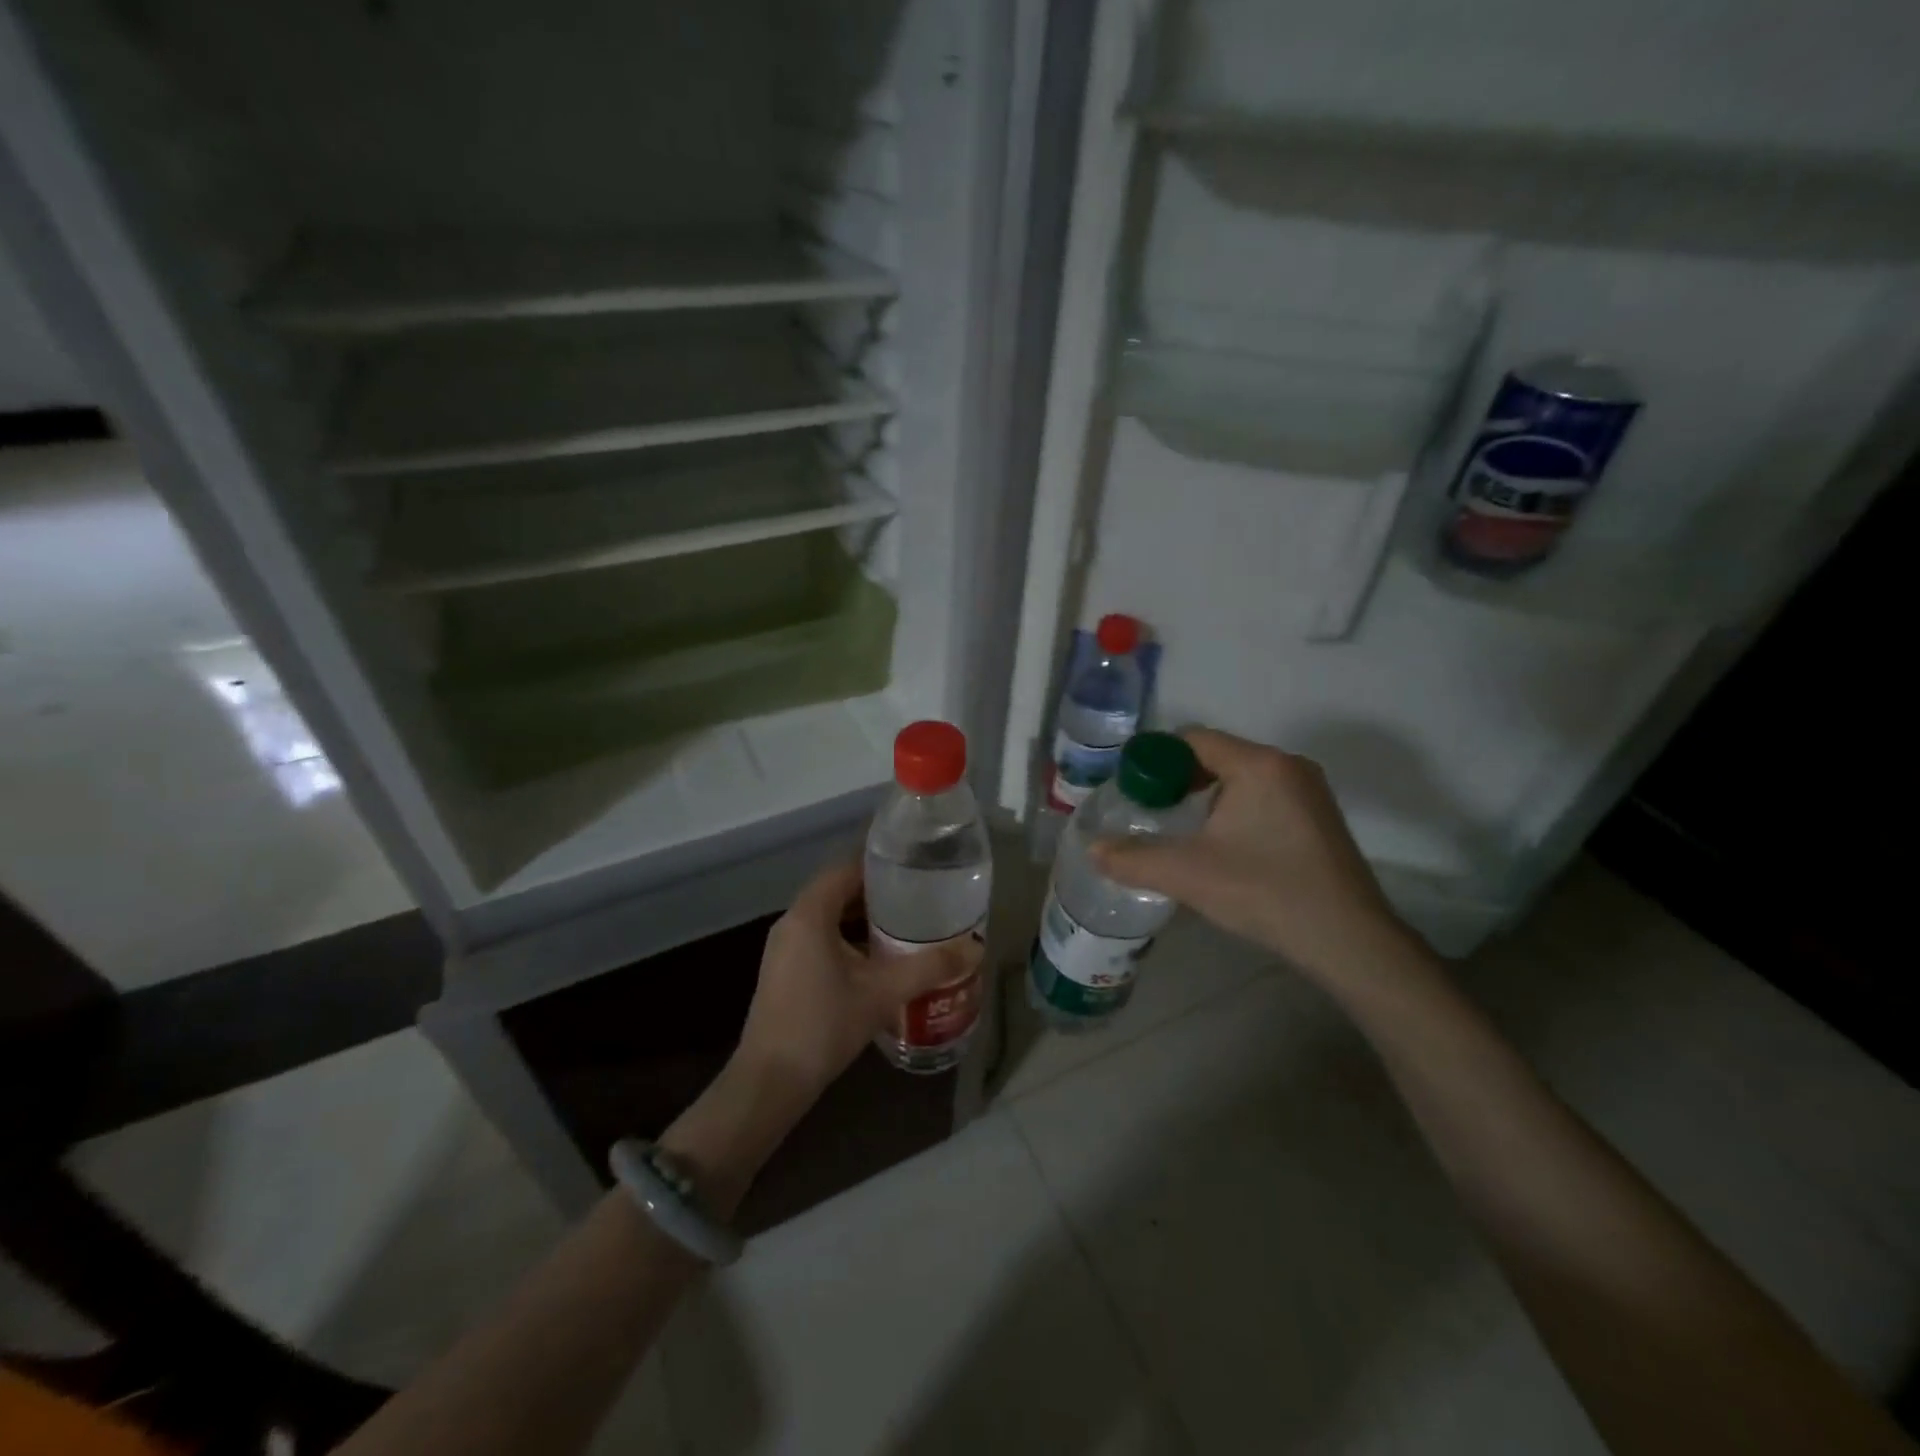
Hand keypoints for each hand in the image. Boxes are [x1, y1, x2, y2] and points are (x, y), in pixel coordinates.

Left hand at [736, 860, 980, 1100]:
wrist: (770, 1082)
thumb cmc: (823, 1024)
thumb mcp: (882, 993)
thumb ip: (929, 967)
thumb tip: (976, 947)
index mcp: (810, 913)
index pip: (847, 867)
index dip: (881, 863)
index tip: (917, 864)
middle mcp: (793, 921)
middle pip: (839, 890)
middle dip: (879, 892)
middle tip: (921, 895)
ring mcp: (785, 948)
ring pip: (831, 917)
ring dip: (865, 918)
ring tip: (908, 923)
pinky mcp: (786, 971)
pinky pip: (822, 938)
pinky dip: (850, 938)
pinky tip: (880, 958)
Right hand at [1089, 727, 1415, 984]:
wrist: (1349, 941)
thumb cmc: (1265, 892)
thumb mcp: (1188, 875)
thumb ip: (1133, 858)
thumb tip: (1093, 850)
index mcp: (1258, 764)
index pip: (1192, 739)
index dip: (1153, 759)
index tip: (1130, 790)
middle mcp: (1287, 765)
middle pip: (1216, 756)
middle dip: (1176, 780)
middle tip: (1149, 812)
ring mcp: (1308, 790)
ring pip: (1240, 777)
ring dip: (1204, 796)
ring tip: (1178, 830)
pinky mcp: (1317, 816)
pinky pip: (1262, 796)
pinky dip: (1232, 809)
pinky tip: (1220, 845)